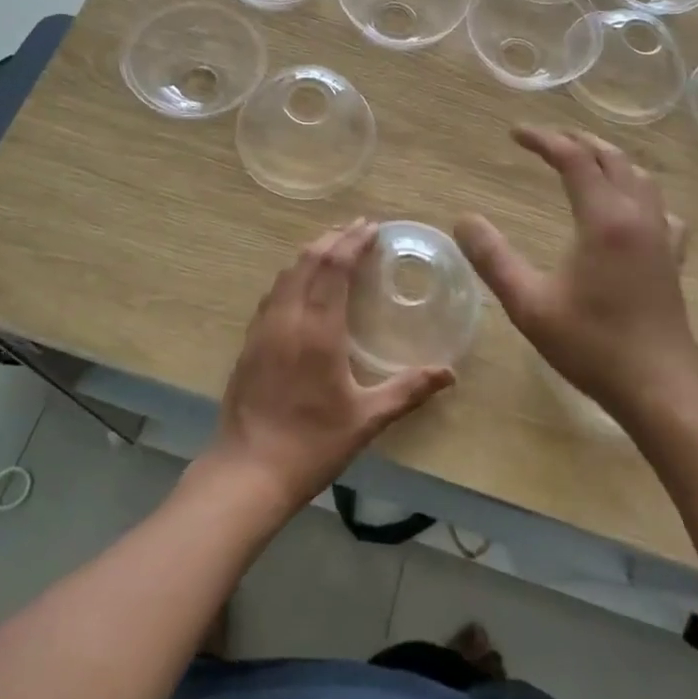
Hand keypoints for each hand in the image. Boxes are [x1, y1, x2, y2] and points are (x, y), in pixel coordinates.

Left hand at [203, 220, 455, 519]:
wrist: (248, 470)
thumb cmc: (312, 444)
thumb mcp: (367, 419)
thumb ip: (408, 390)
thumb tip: (449, 373)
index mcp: (317, 329)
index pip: (334, 267)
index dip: (352, 242)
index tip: (371, 227)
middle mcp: (287, 317)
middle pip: (308, 260)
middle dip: (333, 239)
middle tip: (357, 229)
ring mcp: (263, 328)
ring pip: (287, 273)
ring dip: (311, 254)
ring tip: (333, 247)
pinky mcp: (250, 341)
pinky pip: (274, 293)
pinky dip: (293, 275)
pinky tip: (302, 285)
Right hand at [454, 126, 697, 426]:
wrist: (661, 389)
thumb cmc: (592, 345)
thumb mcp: (529, 304)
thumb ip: (492, 259)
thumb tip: (464, 219)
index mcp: (604, 219)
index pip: (573, 159)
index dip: (543, 140)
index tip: (514, 134)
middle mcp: (637, 217)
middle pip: (611, 158)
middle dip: (577, 140)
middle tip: (546, 140)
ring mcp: (661, 238)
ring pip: (640, 178)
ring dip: (609, 160)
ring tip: (584, 160)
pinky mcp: (672, 261)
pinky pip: (661, 210)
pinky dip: (640, 195)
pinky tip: (632, 211)